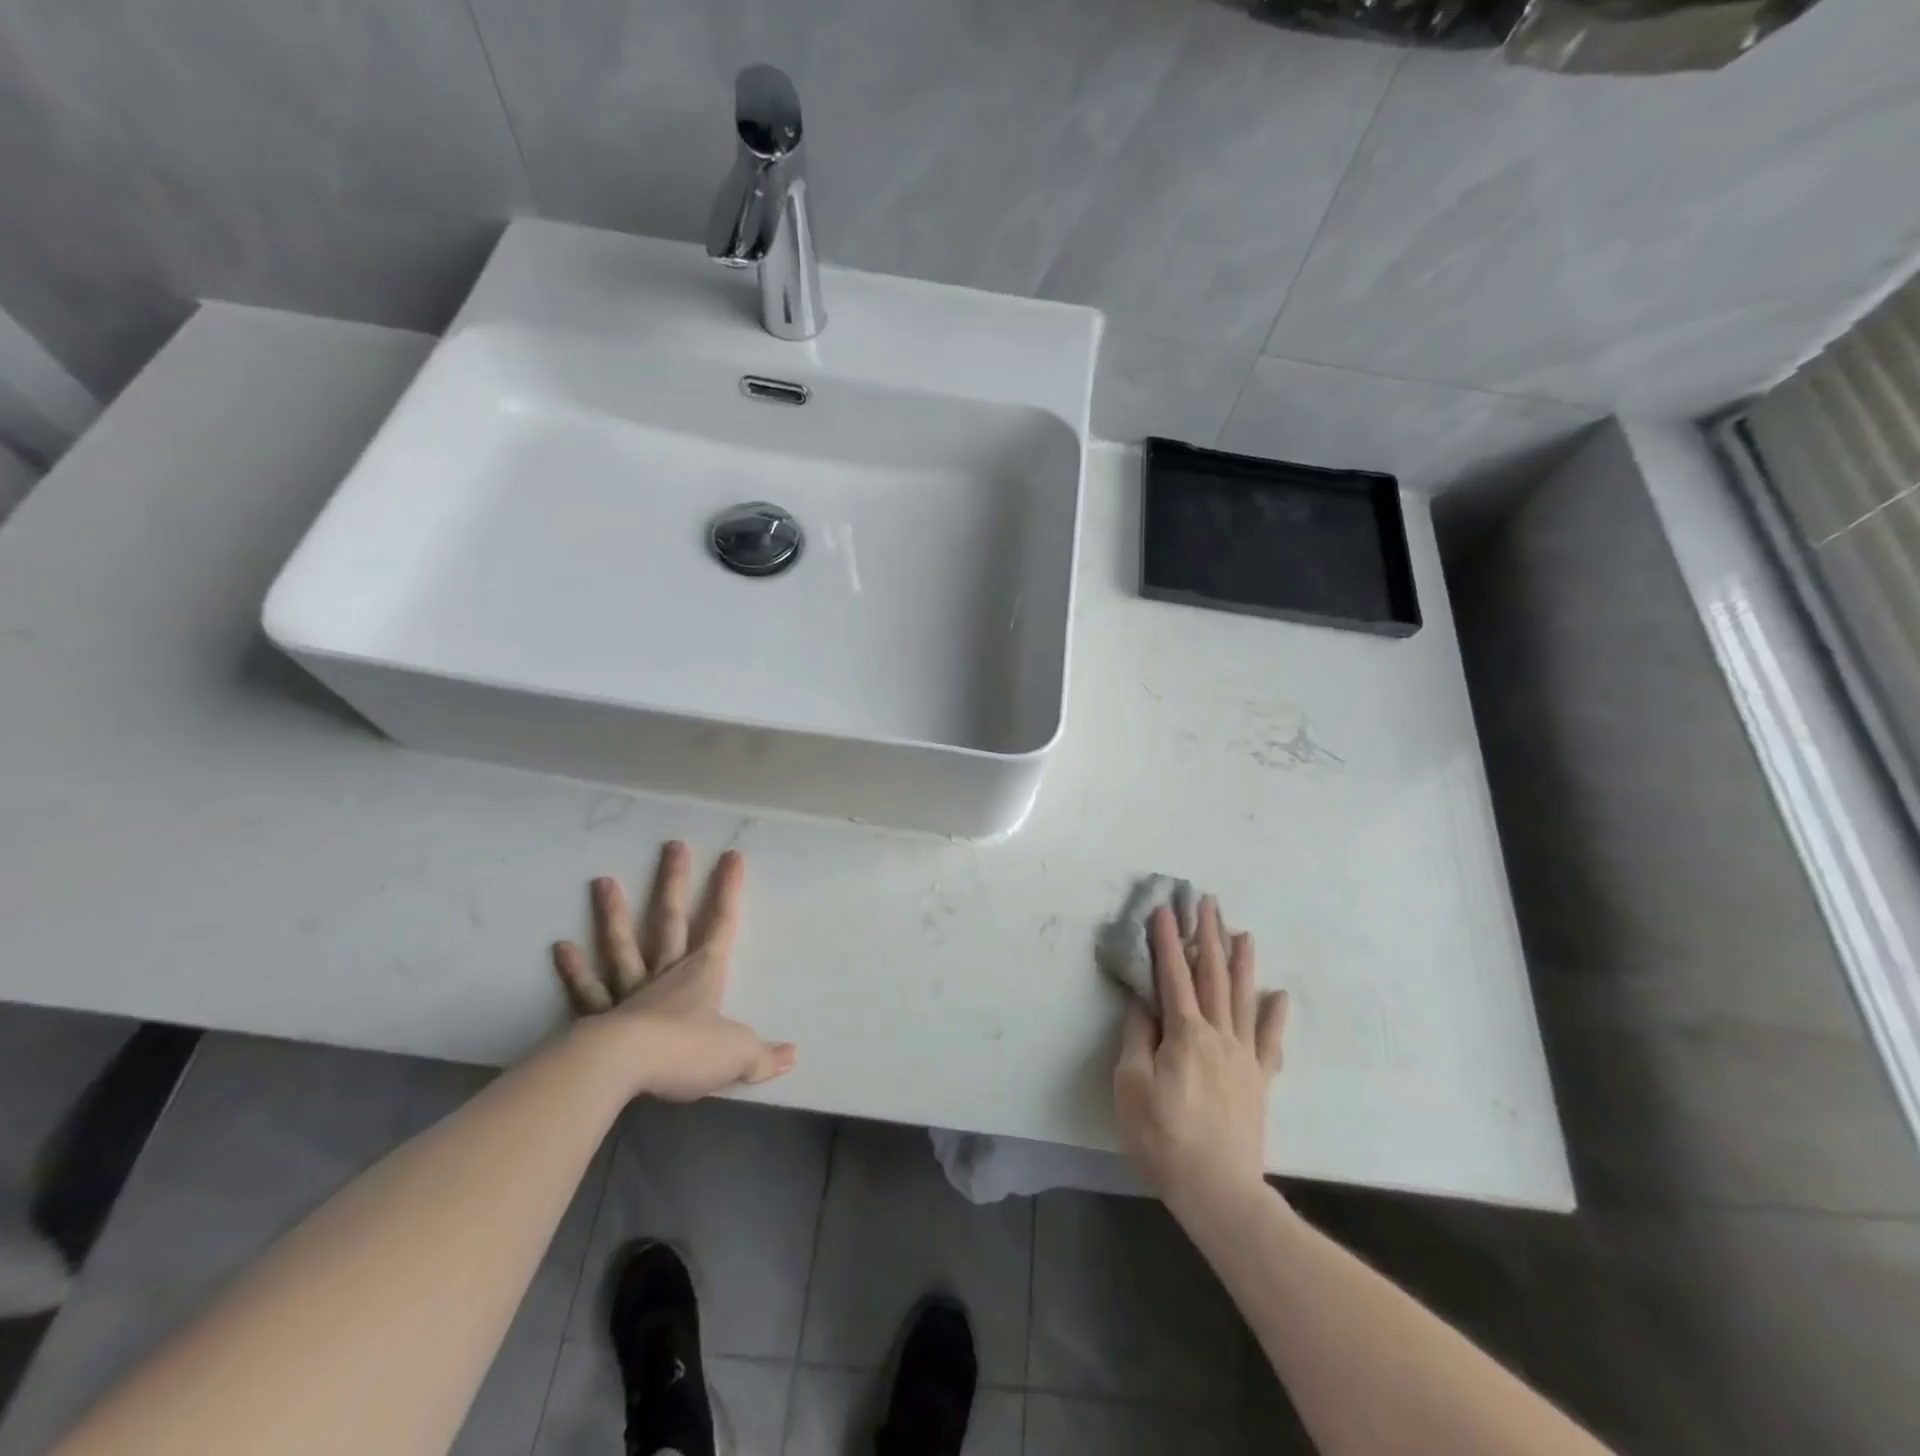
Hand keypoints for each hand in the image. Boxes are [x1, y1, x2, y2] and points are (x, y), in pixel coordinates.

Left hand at [551, 841, 796, 1101]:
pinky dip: (575, 970)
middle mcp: (666, 972)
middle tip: (673, 846)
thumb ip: (763, 1056)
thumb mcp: (737, 1054)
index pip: (722, 923)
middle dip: (674, 882)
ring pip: (623, 945)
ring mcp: (630, 990)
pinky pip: (588, 990)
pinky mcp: (600, 1015)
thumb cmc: (687, 1051)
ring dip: (614, 914)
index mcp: (702, 973)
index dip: (728, 890)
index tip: (732, 856)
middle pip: (670, 920)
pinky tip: (561, 947)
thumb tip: (793, 1055)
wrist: (623, 1068)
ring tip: (602, 881)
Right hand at [1113, 896, 1287, 1211]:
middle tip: (1206, 902)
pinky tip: (1280, 997)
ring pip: (1243, 998)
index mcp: (1185, 1033)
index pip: (1173, 975)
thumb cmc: (1164, 1136)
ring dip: (1241, 962)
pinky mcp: (1259, 1080)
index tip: (1164, 909)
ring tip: (1242, 932)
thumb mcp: (1131, 1085)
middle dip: (1208, 936)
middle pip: (1213, 976)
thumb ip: (1138, 1038)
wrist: (1218, 1190)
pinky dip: (1275, 1017)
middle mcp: (1218, 1034)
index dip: (1167, 940)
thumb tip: (1145, 1004)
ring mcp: (1244, 1056)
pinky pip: (1270, 1042)